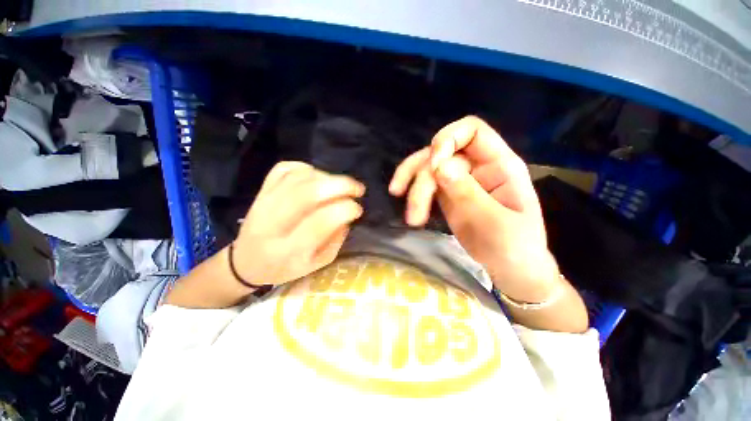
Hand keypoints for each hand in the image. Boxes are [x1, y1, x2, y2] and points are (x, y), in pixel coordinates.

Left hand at [233, 161, 364, 285]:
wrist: (247, 261)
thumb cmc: (286, 266)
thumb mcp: (318, 263)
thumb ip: (336, 239)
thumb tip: (348, 214)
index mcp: (288, 250)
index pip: (319, 222)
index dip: (344, 210)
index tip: (358, 209)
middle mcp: (272, 224)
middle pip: (306, 194)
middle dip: (339, 185)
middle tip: (358, 188)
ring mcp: (262, 203)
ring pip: (297, 178)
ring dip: (326, 177)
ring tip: (340, 185)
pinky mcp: (260, 191)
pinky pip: (284, 169)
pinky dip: (306, 168)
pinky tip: (318, 178)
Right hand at [389, 116, 559, 301]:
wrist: (511, 271)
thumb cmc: (514, 248)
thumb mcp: (494, 223)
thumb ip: (467, 193)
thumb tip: (439, 167)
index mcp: (499, 165)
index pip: (472, 131)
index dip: (449, 139)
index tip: (433, 165)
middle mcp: (477, 167)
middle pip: (440, 153)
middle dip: (423, 178)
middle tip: (413, 210)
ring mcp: (460, 181)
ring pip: (428, 169)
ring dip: (413, 188)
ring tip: (409, 216)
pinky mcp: (448, 196)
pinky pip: (427, 187)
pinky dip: (415, 196)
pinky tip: (410, 210)